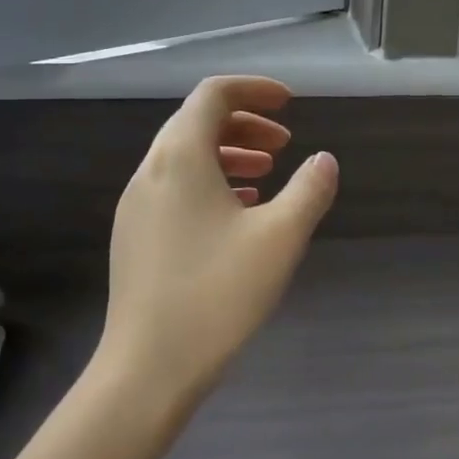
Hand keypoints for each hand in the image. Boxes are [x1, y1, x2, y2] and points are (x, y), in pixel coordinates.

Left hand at [94, 76, 338, 413]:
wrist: (148, 369)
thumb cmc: (218, 294)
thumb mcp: (280, 238)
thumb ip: (309, 190)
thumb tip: (324, 160)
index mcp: (181, 158)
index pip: (213, 95)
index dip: (254, 89)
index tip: (290, 104)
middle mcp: (151, 172)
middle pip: (196, 122)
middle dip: (244, 123)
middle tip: (284, 144)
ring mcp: (136, 206)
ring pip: (185, 158)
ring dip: (228, 154)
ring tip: (266, 175)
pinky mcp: (135, 237)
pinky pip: (175, 188)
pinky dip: (210, 183)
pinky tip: (239, 214)